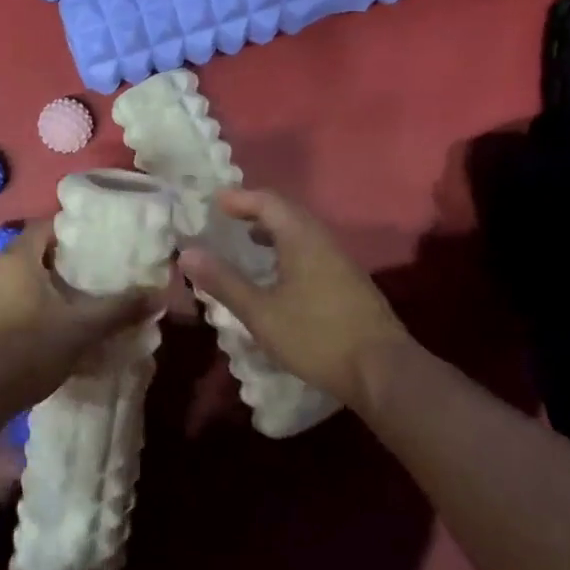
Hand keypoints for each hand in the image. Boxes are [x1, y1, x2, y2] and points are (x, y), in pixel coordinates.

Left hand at [0, 219, 158, 413]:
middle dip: (57, 264)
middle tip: (87, 280)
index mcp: (16, 258)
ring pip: (12, 282)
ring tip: (65, 308)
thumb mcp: (82, 330)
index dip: (70, 232)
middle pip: (29, 254)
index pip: (45, 226)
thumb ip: (120, 309)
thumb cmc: (28, 351)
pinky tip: (35, 335)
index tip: (94, 246)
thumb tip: (159, 294)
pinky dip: (18, 311)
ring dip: (36, 290)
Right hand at [179, 189, 414, 410]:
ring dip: (272, 230)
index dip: (239, 199)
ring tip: (247, 242)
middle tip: (227, 218)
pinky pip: (311, 249)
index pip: (267, 201)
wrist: (383, 371)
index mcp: (302, 238)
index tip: (213, 203)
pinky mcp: (348, 281)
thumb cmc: (317, 336)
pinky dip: (287, 248)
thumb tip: (187, 253)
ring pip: (301, 231)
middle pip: (286, 212)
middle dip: (255, 210)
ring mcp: (340, 260)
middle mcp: (323, 240)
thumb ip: (224, 281)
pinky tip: (278, 274)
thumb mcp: (261, 312)